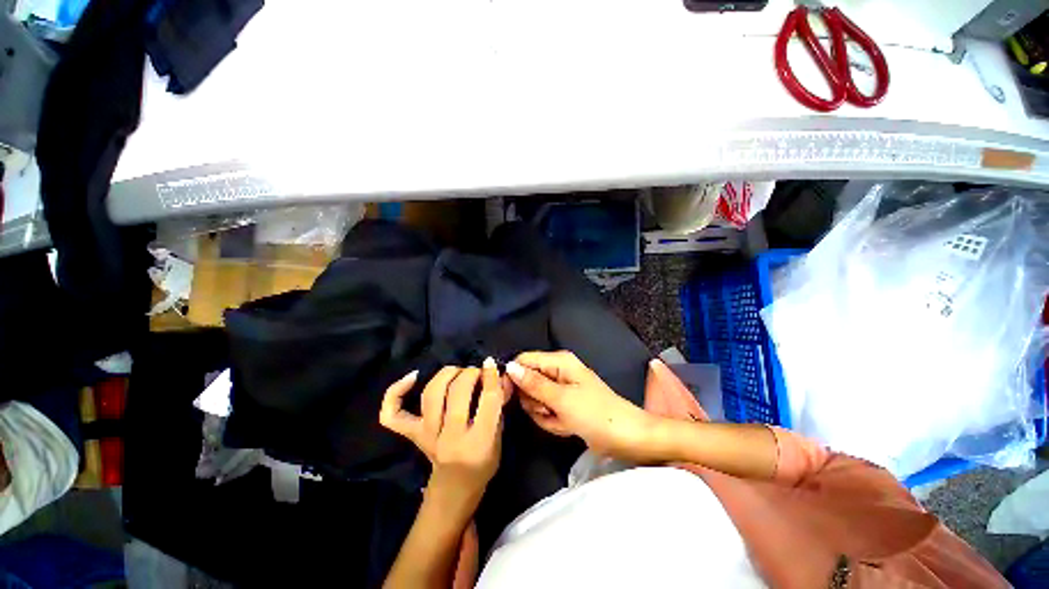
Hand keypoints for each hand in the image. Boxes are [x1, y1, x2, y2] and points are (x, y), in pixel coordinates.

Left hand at [380, 359, 504, 509]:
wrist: (454, 490)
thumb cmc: (483, 464)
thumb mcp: (499, 436)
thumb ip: (500, 403)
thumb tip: (500, 373)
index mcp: (479, 442)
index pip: (488, 400)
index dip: (491, 377)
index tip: (491, 363)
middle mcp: (450, 438)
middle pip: (458, 392)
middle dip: (470, 374)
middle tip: (477, 373)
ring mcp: (427, 436)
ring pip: (431, 394)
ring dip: (447, 374)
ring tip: (457, 372)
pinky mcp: (412, 435)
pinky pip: (392, 414)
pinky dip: (396, 392)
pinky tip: (413, 377)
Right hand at [507, 351, 659, 461]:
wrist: (627, 438)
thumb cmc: (595, 414)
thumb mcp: (561, 399)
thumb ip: (533, 383)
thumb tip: (509, 366)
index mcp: (559, 361)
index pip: (523, 360)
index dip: (513, 376)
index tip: (507, 397)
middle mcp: (558, 370)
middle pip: (527, 381)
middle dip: (534, 400)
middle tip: (548, 410)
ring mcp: (561, 388)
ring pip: (535, 399)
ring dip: (544, 413)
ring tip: (561, 419)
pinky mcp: (564, 404)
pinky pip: (546, 410)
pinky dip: (552, 420)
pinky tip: (566, 426)